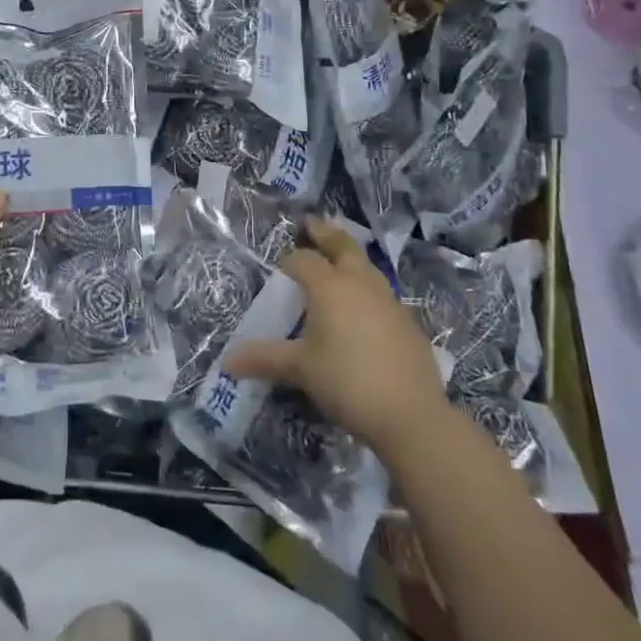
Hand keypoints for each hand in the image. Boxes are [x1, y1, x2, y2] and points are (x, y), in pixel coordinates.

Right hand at [225, 218, 448, 444]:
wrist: (412, 416)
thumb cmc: (346, 381)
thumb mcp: (299, 369)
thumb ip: (264, 359)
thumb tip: (228, 361)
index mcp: (330, 286)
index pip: (303, 260)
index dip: (289, 261)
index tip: (280, 268)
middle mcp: (361, 284)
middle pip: (343, 246)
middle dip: (326, 234)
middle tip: (312, 225)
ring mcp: (390, 302)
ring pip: (367, 268)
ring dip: (350, 259)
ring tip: (339, 262)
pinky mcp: (409, 324)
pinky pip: (383, 295)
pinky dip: (368, 291)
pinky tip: (363, 311)